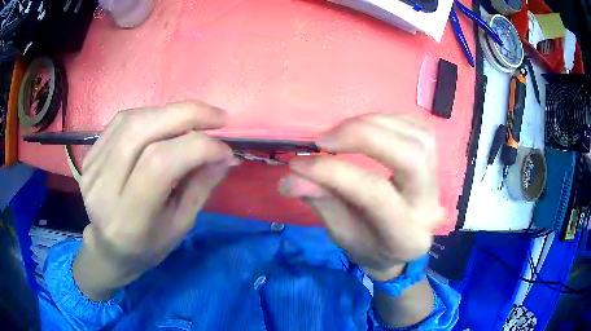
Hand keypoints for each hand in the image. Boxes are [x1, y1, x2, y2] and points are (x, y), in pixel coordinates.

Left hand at [74, 102, 236, 299]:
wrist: (109, 249)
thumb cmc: (147, 246)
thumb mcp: (180, 226)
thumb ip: (200, 186)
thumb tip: (225, 154)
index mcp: (129, 217)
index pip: (160, 163)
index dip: (198, 147)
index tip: (225, 150)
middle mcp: (104, 187)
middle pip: (142, 130)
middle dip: (186, 114)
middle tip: (217, 117)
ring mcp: (92, 167)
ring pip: (131, 120)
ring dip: (169, 112)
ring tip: (194, 119)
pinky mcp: (89, 155)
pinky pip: (120, 122)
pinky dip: (149, 114)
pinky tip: (164, 122)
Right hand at [279, 114, 443, 280]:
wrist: (399, 249)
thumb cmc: (368, 247)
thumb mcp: (341, 234)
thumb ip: (321, 202)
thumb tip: (290, 178)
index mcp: (405, 236)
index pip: (375, 194)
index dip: (334, 172)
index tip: (298, 163)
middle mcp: (430, 206)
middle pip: (411, 156)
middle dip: (363, 136)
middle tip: (325, 139)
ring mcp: (438, 183)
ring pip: (418, 137)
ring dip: (375, 124)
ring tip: (342, 132)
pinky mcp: (436, 164)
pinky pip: (418, 129)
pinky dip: (388, 121)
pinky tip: (366, 128)